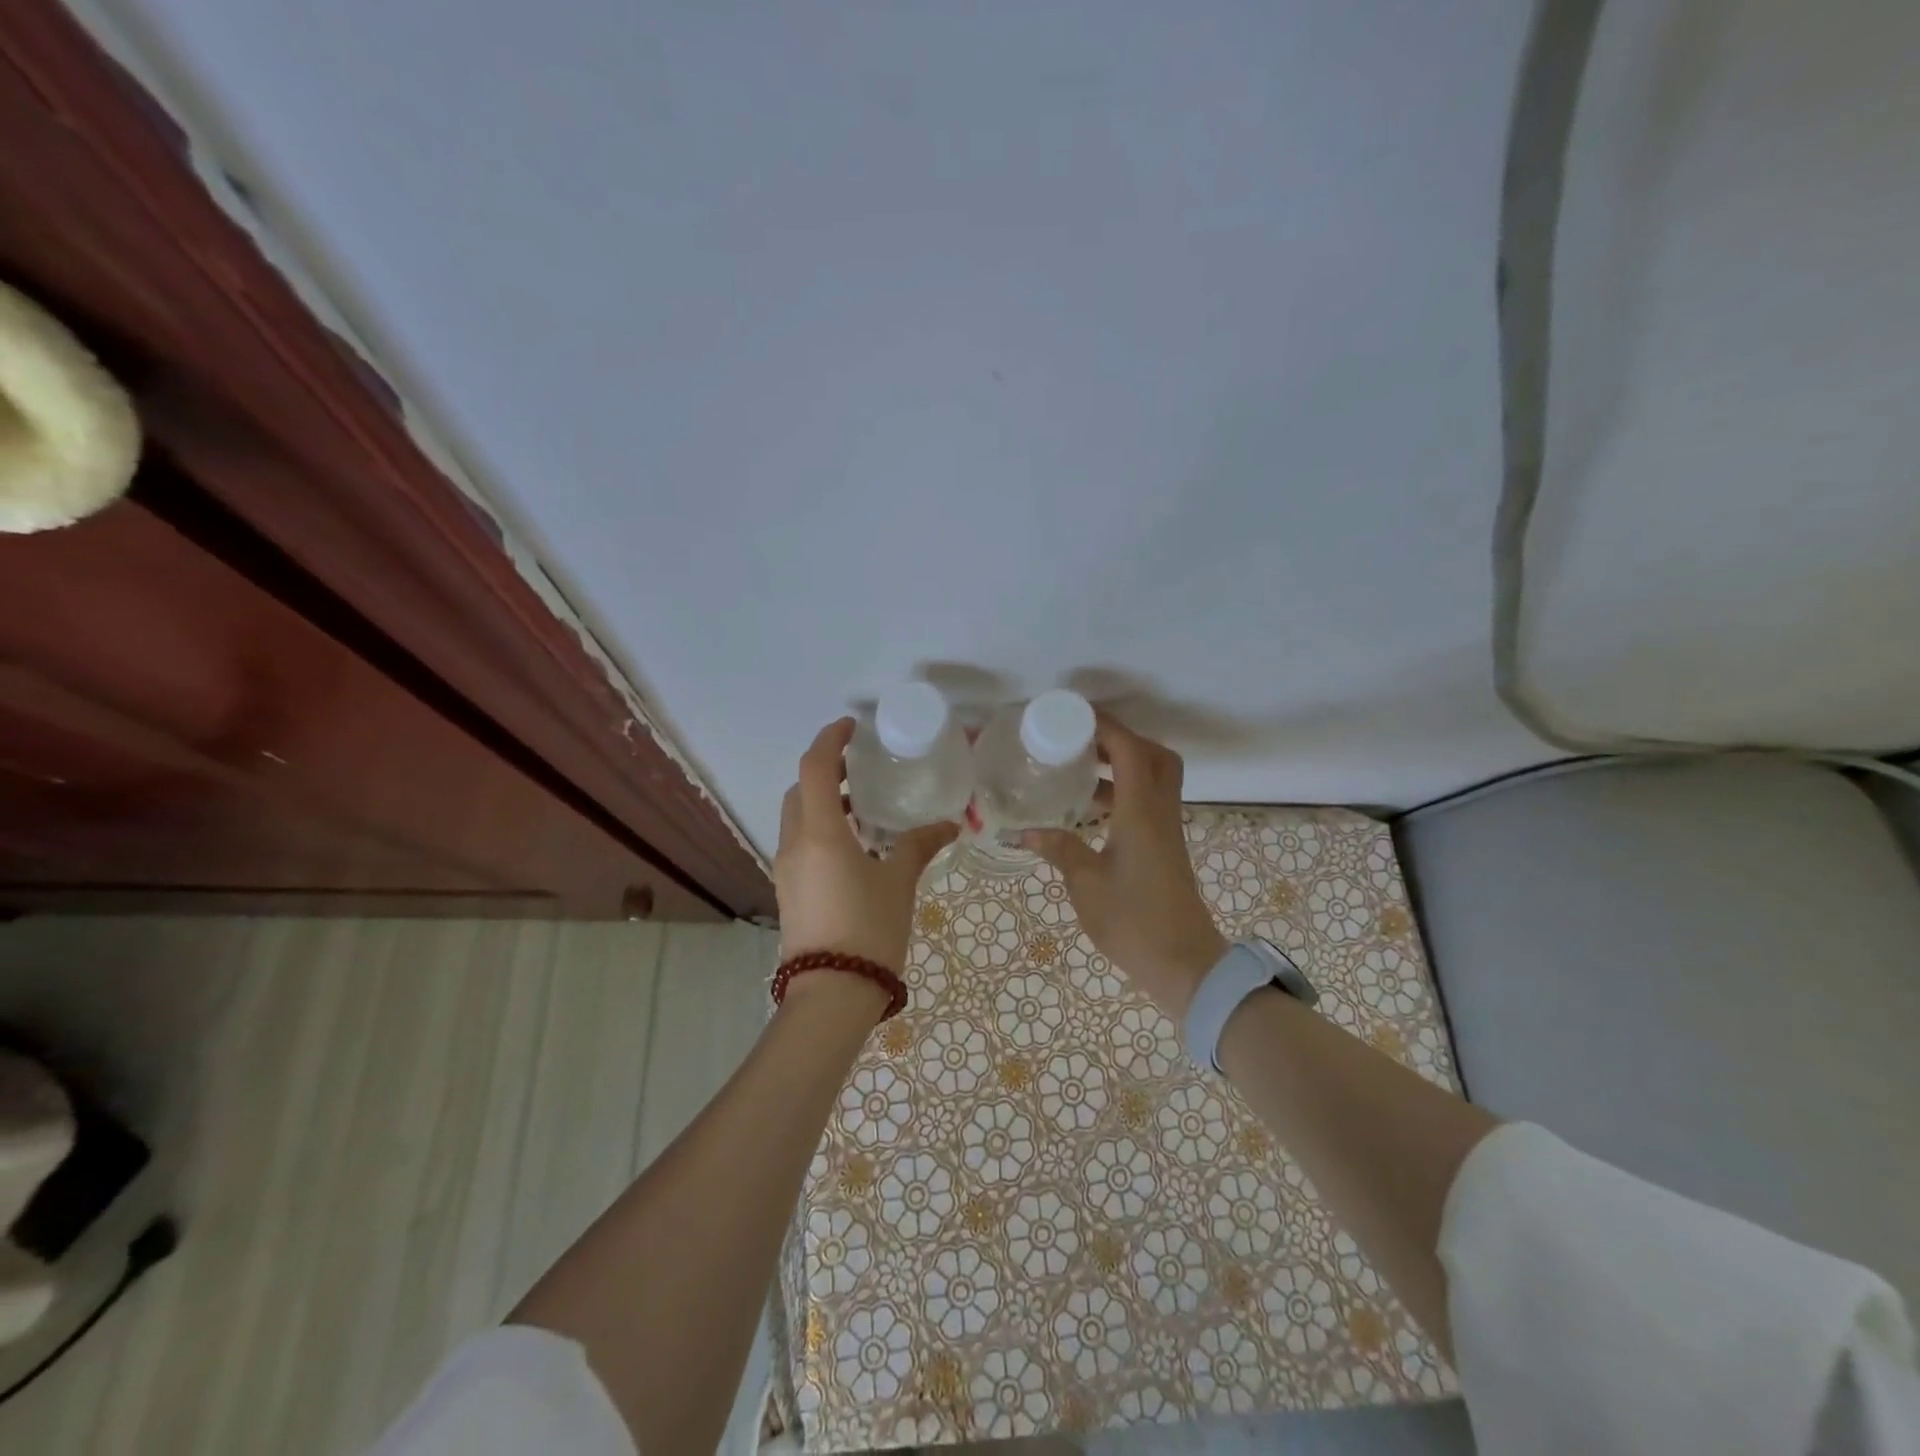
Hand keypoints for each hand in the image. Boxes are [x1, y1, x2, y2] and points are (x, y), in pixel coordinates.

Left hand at [775, 718, 958, 980]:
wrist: (831, 995)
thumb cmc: (869, 929)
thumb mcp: (899, 882)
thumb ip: (919, 846)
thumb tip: (948, 825)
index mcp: (820, 833)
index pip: (815, 768)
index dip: (830, 740)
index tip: (851, 727)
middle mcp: (794, 844)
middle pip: (800, 790)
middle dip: (825, 771)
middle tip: (860, 767)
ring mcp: (787, 869)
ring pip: (797, 818)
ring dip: (822, 802)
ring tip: (863, 806)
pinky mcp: (789, 891)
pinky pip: (800, 843)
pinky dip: (820, 828)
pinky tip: (854, 846)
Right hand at [1023, 714, 1225, 1018]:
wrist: (1184, 965)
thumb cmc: (1133, 921)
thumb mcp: (1085, 883)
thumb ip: (1058, 849)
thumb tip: (1024, 831)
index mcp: (1142, 812)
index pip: (1130, 750)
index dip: (1105, 726)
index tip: (1073, 716)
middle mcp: (1160, 812)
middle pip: (1154, 756)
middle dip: (1121, 740)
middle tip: (1083, 742)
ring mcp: (1167, 831)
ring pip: (1154, 779)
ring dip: (1122, 766)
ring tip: (1078, 771)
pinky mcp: (1165, 848)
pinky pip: (1148, 803)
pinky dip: (1123, 794)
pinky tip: (1090, 812)